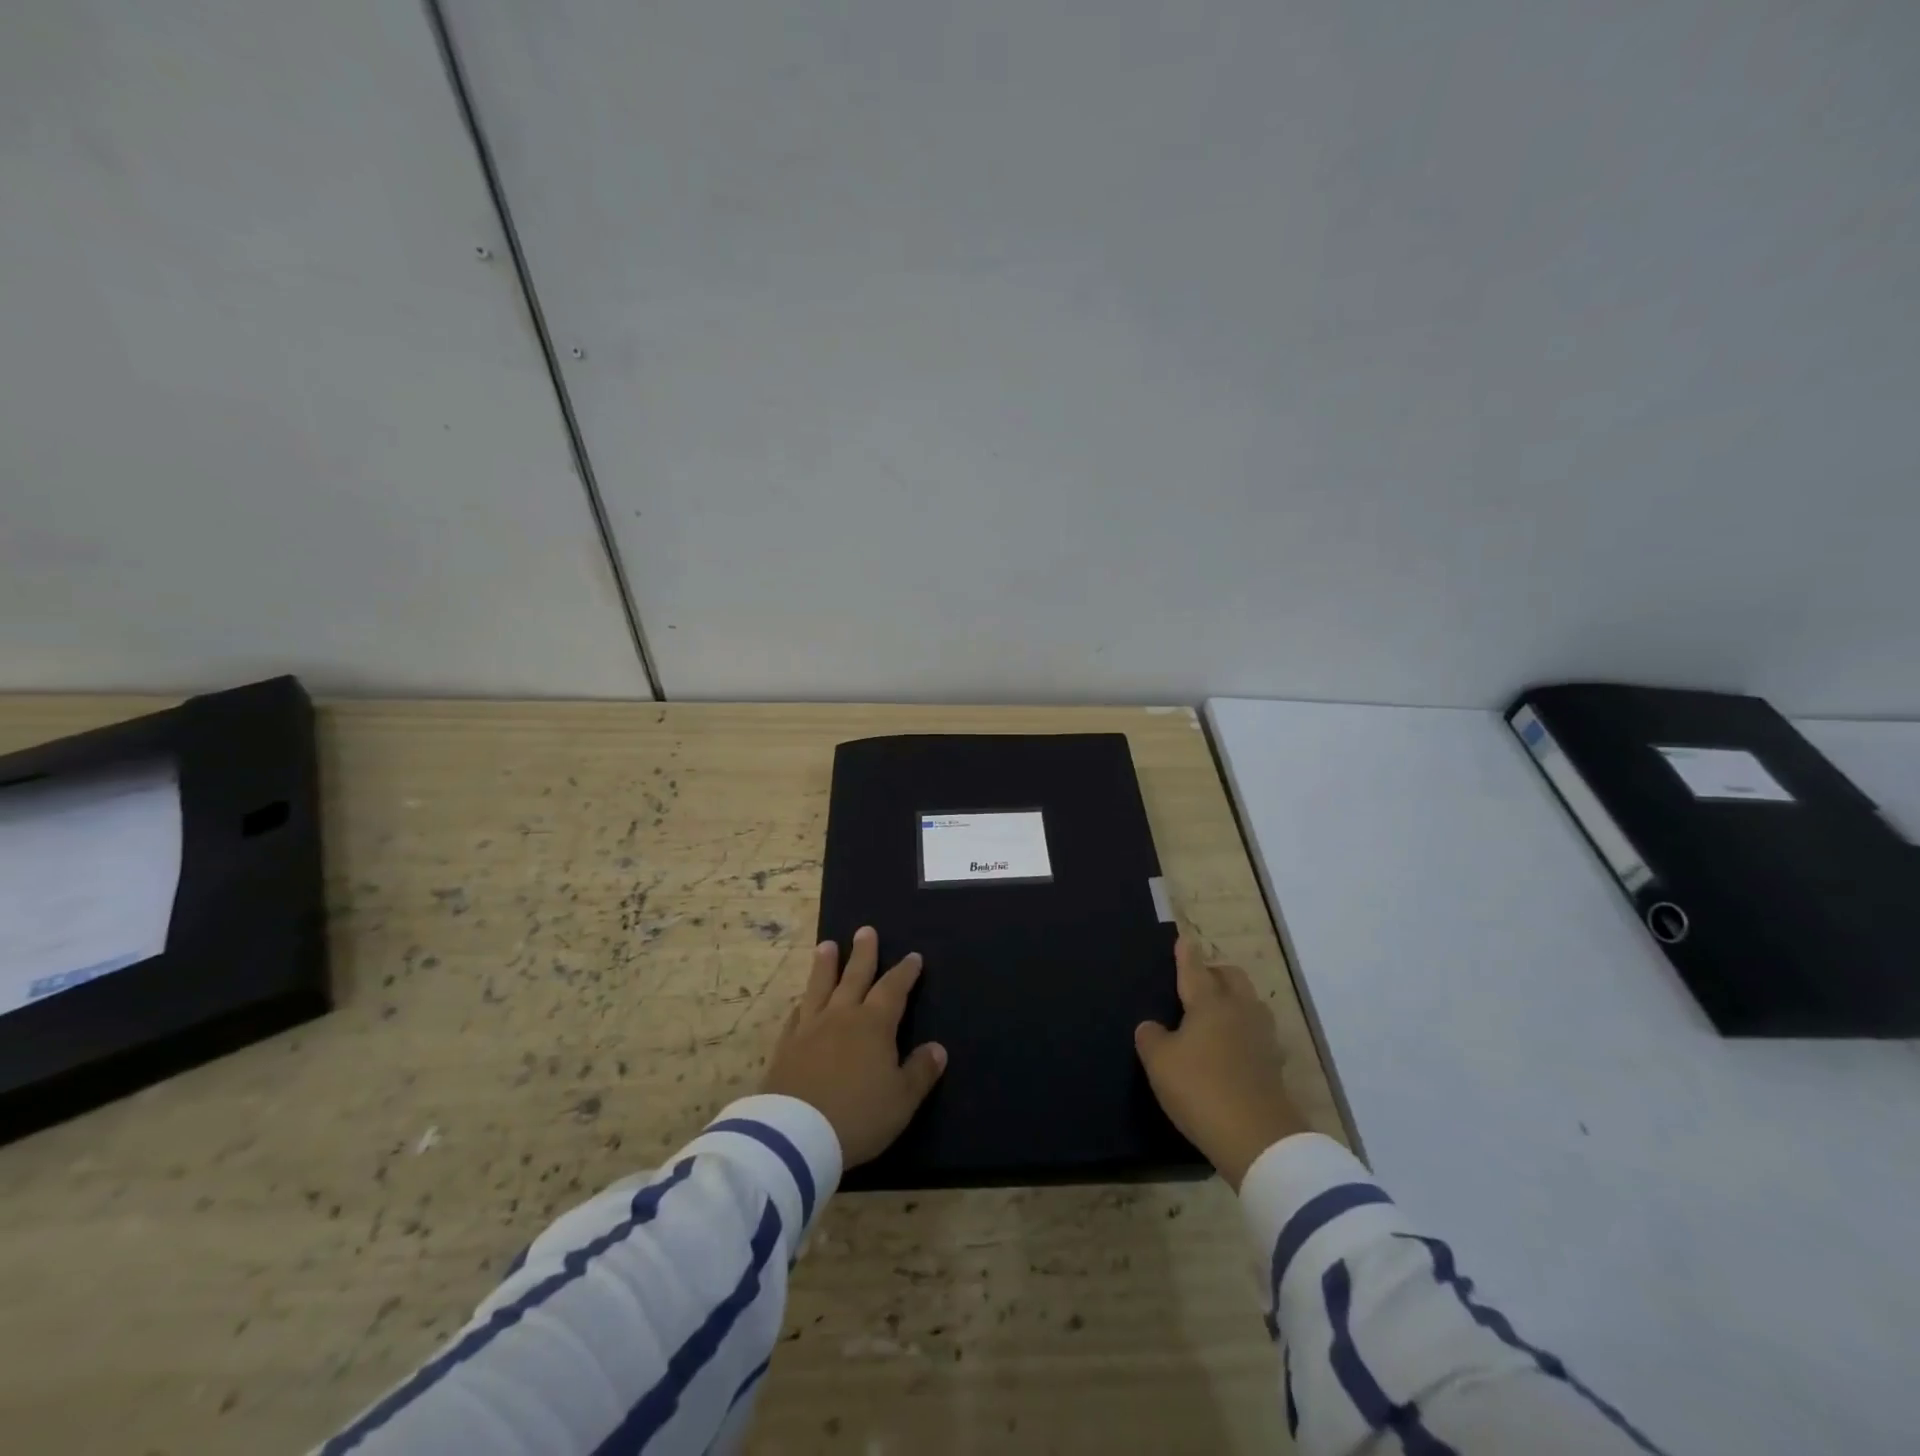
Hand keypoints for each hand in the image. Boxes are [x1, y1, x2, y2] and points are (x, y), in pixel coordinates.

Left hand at [762, 926, 947, 1167]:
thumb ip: (920, 1071)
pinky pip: (795, 1016)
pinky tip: (801, 1002)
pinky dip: (802, 1004)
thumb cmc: (858, 1115)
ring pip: (820, 987)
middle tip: (865, 930)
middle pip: (855, 977)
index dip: (905, 972)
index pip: (893, 989)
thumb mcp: (901, 1100)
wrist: (796, 1135)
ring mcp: (810, 1029)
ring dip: (825, 966)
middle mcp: (842, 1016)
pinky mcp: (785, 1047)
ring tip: (827, 945)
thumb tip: (938, 1048)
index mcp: (874, 1024)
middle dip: (863, 954)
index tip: (913, 957)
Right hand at [1135, 936, 1304, 1189]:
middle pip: (1231, 978)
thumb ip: (1151, 1037)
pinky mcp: (1275, 1064)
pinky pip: (1257, 1033)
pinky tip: (1232, 1047)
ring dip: (1234, 1000)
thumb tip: (1152, 1026)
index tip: (1184, 938)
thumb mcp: (1159, 1062)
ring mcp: (1262, 1037)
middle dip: (1215, 972)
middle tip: (1198, 981)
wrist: (1258, 1139)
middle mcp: (1239, 1010)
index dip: (1186, 954)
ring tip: (1215, 1014)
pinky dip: (1243, 1031)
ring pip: (1249, 1003)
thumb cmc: (1200, 1089)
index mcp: (1209, 1003)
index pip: (1195, 969)